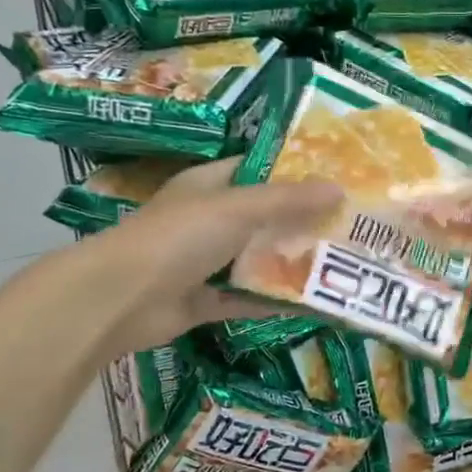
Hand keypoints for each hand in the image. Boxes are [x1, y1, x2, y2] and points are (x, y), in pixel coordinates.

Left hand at [83, 157, 340, 356]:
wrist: (120, 299)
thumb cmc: (178, 237)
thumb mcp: (237, 208)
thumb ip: (288, 200)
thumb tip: (339, 188)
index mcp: (209, 186)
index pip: (257, 169)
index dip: (294, 171)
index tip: (336, 177)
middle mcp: (208, 220)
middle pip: (264, 217)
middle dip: (303, 221)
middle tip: (351, 224)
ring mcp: (204, 262)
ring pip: (257, 259)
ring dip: (292, 262)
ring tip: (341, 262)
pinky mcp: (204, 301)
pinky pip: (247, 298)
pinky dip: (274, 301)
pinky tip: (313, 302)